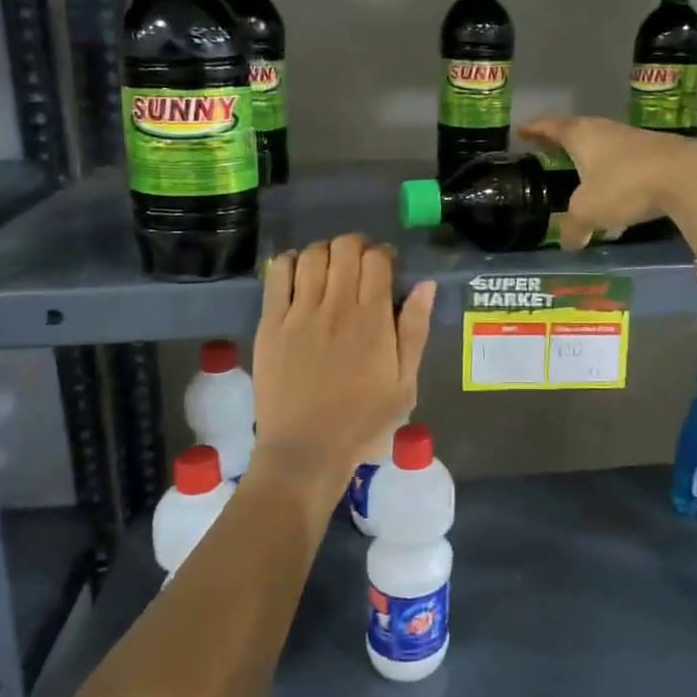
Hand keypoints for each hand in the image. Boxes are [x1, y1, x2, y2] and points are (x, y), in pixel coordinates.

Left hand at [252, 235, 435, 512]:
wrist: (306, 451)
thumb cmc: (363, 421)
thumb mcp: (405, 383)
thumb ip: (415, 330)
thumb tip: (426, 285)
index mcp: (373, 319)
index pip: (377, 260)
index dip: (383, 253)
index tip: (385, 265)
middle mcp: (336, 306)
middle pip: (344, 248)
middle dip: (355, 245)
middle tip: (358, 263)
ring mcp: (299, 313)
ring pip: (310, 255)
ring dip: (324, 251)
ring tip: (329, 266)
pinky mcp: (270, 324)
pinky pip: (277, 275)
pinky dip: (288, 262)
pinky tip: (297, 271)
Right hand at [518, 116, 696, 249]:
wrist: (688, 177)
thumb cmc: (625, 186)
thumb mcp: (589, 211)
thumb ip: (573, 227)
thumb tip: (567, 242)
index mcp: (582, 136)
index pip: (552, 127)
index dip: (535, 130)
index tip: (522, 130)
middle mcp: (606, 131)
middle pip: (579, 133)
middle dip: (563, 144)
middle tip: (548, 151)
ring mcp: (635, 141)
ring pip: (605, 148)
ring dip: (592, 162)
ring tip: (581, 179)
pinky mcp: (659, 155)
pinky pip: (627, 164)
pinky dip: (615, 176)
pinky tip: (618, 198)